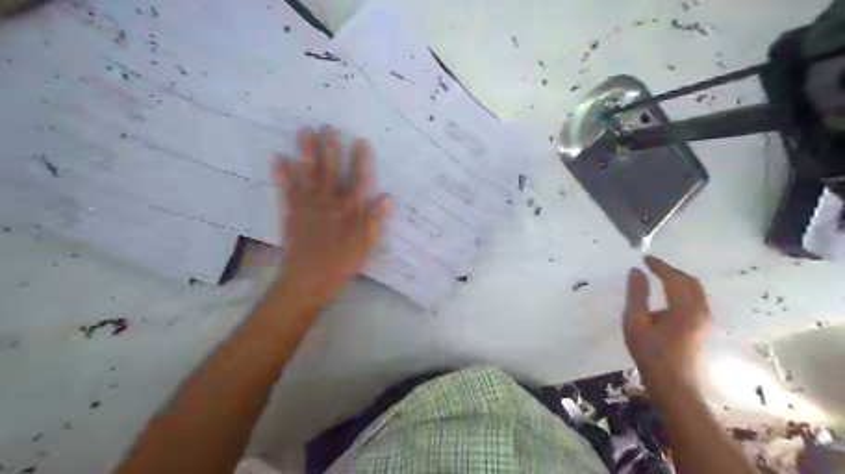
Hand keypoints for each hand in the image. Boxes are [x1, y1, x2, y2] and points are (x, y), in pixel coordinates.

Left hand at [276, 128, 391, 309]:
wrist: (309, 278)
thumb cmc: (342, 262)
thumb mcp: (366, 245)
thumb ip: (374, 220)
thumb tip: (386, 197)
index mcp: (350, 210)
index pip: (358, 179)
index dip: (360, 160)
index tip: (359, 141)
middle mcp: (329, 202)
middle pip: (330, 170)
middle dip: (330, 147)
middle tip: (327, 127)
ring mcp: (308, 205)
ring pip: (308, 173)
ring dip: (306, 152)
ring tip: (304, 132)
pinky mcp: (291, 211)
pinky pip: (286, 189)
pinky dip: (282, 174)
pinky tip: (279, 159)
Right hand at [622, 256, 706, 380]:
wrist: (672, 385)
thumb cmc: (650, 353)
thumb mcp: (635, 321)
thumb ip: (637, 294)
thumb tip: (636, 271)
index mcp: (685, 308)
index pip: (674, 278)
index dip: (659, 266)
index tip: (644, 258)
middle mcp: (700, 310)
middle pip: (690, 282)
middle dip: (671, 270)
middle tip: (651, 265)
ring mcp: (703, 320)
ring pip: (695, 290)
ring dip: (678, 279)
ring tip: (658, 276)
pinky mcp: (701, 327)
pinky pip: (695, 299)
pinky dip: (682, 289)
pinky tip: (668, 294)